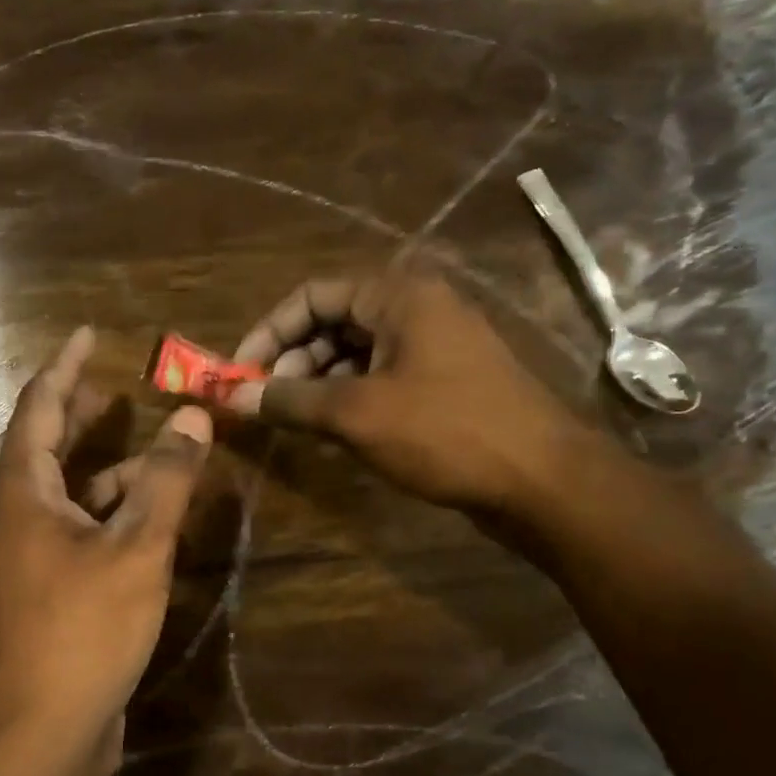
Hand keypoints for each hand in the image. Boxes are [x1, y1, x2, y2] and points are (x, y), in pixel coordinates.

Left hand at [0, 327, 213, 758]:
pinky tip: (149, 517)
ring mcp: (29, 554)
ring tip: (153, 450)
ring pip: (68, 490)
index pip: (39, 406)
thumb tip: (193, 416)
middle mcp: (16, 514)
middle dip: (81, 413)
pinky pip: (78, 528)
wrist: (44, 730)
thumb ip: (165, 479)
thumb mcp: (136, 547)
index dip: (65, 366)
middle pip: (46, 445)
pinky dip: (110, 511)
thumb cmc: (84, 628)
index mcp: (22, 491)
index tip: (87, 333)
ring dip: (106, 466)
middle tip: (116, 388)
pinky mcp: (48, 587)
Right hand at [225, 267, 588, 517]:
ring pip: (356, 353)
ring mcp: (435, 346)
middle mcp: (417, 309)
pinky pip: (381, 376)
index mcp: (398, 296)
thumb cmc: (446, 431)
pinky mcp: (445, 381)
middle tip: (267, 403)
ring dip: (318, 383)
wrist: (543, 480)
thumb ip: (290, 400)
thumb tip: (232, 395)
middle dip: (293, 360)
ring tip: (296, 421)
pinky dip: (350, 397)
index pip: (313, 295)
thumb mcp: (356, 414)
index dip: (270, 331)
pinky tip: (334, 430)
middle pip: (334, 322)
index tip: (240, 372)